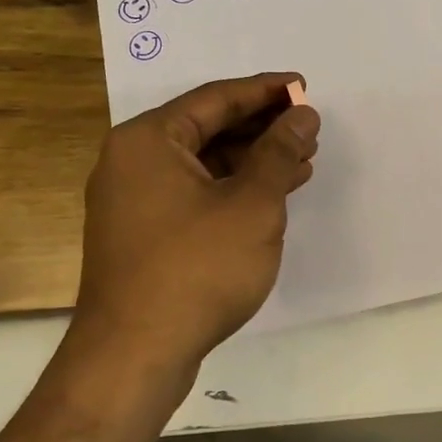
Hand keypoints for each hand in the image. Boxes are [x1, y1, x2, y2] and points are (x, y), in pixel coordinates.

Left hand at [72, 72, 319, 382]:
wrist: (135, 355)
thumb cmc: (197, 268)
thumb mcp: (252, 204)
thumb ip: (279, 153)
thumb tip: (302, 115)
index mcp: (149, 140)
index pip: (216, 98)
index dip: (265, 91)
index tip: (304, 86)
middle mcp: (133, 161)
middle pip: (207, 127)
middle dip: (262, 127)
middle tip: (308, 128)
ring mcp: (134, 200)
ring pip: (203, 164)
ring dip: (253, 160)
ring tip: (302, 161)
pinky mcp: (143, 234)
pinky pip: (194, 193)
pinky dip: (233, 189)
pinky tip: (272, 195)